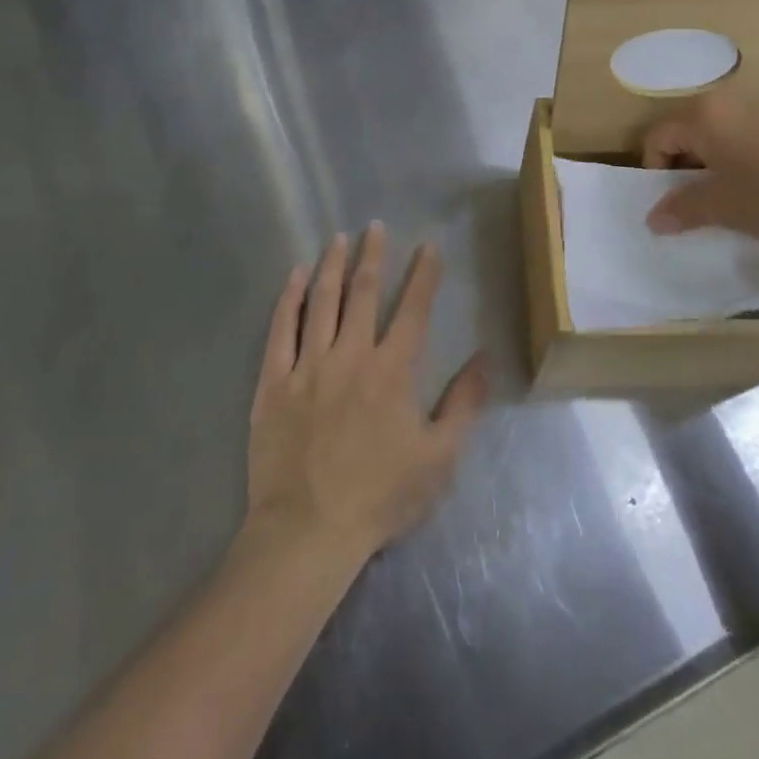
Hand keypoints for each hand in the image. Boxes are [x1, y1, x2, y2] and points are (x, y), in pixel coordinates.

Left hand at [244, 225, 487, 565]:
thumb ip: (464, 403)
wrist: (308, 532)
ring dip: (331, 266)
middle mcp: (351, 355)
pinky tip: (293, 277)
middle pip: (364, 293)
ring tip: (338, 239)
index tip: (428, 246)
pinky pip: (280, 330)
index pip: (413, 309)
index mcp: (393, 370)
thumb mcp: (439, 457)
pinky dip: (287, 299)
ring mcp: (308, 366)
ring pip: (321, 302)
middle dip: (372, 255)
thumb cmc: (380, 496)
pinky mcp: (273, 383)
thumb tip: (485, 357)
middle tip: (375, 226)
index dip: (424, 274)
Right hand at [640, 92, 758, 247]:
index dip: (655, 173)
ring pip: (723, 137)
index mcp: (705, 115)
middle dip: (687, 171)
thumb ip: (682, 209)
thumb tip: (654, 218)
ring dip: (718, 168)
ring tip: (737, 203)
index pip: (658, 137)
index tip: (672, 206)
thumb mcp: (724, 208)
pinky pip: (754, 139)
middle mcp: (732, 102)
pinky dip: (747, 163)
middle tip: (700, 207)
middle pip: (690, 133)